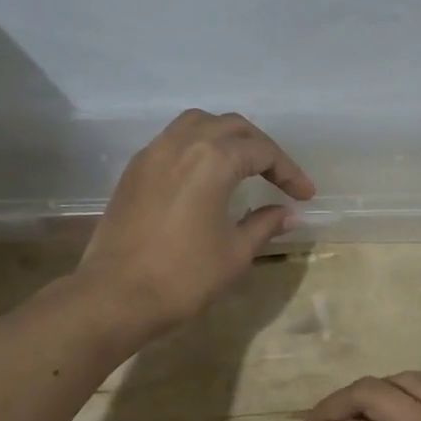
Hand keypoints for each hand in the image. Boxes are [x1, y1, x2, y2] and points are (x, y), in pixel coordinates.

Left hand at [79, 109, 314, 335]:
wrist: (116, 296)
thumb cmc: (184, 276)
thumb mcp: (235, 252)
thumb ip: (264, 224)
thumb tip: (288, 213)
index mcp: (212, 159)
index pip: (261, 152)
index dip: (288, 172)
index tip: (305, 195)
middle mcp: (181, 143)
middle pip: (231, 127)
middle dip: (260, 148)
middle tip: (278, 176)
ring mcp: (152, 154)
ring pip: (196, 125)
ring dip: (225, 137)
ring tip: (242, 165)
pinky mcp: (133, 171)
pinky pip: (171, 141)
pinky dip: (196, 147)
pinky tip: (205, 175)